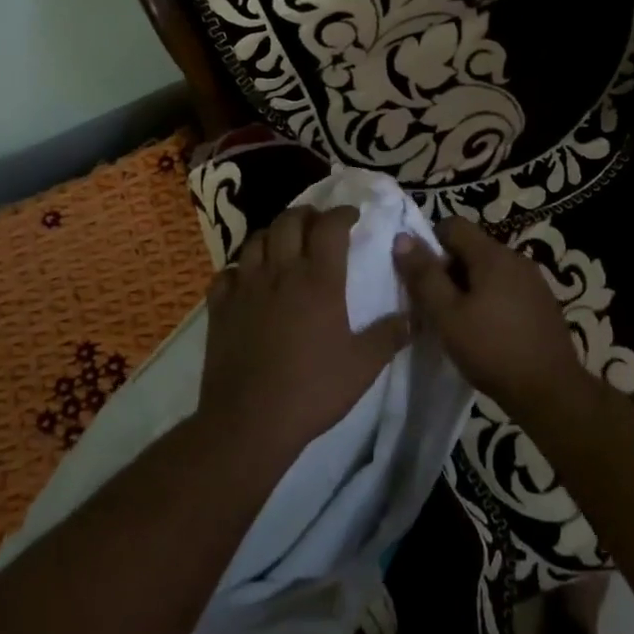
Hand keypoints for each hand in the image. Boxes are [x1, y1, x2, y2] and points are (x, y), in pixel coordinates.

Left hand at [201, 205, 409, 465]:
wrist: (250, 420)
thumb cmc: (313, 390)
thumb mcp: (363, 366)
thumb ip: (389, 336)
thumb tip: (414, 317)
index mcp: (319, 280)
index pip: (330, 227)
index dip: (342, 214)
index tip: (352, 216)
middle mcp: (281, 273)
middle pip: (289, 221)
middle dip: (306, 214)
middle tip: (318, 224)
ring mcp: (246, 287)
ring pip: (256, 240)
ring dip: (274, 234)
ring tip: (284, 244)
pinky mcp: (220, 307)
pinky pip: (227, 273)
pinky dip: (240, 268)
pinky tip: (247, 279)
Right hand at [392, 218, 583, 407]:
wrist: (551, 391)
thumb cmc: (492, 349)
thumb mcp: (447, 315)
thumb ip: (424, 275)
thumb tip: (402, 237)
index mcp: (493, 255)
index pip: (453, 225)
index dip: (430, 244)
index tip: (422, 278)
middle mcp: (516, 259)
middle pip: (471, 248)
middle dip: (447, 270)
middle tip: (434, 306)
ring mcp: (534, 282)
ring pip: (488, 271)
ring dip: (468, 288)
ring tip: (457, 322)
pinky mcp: (542, 304)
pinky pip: (506, 289)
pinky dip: (489, 301)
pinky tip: (485, 332)